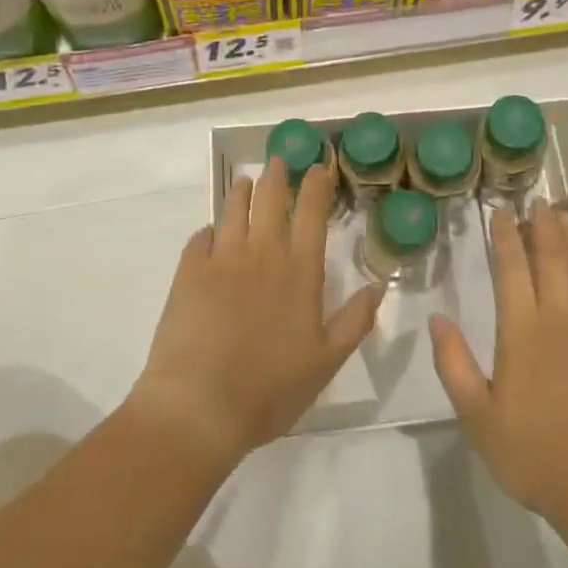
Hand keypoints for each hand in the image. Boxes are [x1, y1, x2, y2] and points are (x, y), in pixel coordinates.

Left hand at [131, 158, 383, 464]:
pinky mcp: (189, 272)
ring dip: (242, 191)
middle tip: (280, 160)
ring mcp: (222, 259)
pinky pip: (201, 238)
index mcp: (300, 270)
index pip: (311, 213)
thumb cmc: (270, 388)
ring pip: (234, 209)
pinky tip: (211, 231)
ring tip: (246, 182)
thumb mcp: (326, 362)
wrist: (199, 407)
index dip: (316, 185)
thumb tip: (378, 284)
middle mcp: (262, 252)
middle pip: (271, 199)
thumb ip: (355, 320)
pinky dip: (209, 229)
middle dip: (278, 175)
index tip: (318, 167)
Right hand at [431, 204, 567, 535]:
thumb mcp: (479, 418)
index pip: (512, 269)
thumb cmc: (537, 455)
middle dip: (543, 225)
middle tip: (538, 200)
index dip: (506, 236)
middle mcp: (562, 319)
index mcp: (523, 332)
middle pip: (552, 258)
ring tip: (566, 214)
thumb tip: (438, 319)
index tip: (501, 211)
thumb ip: (455, 365)